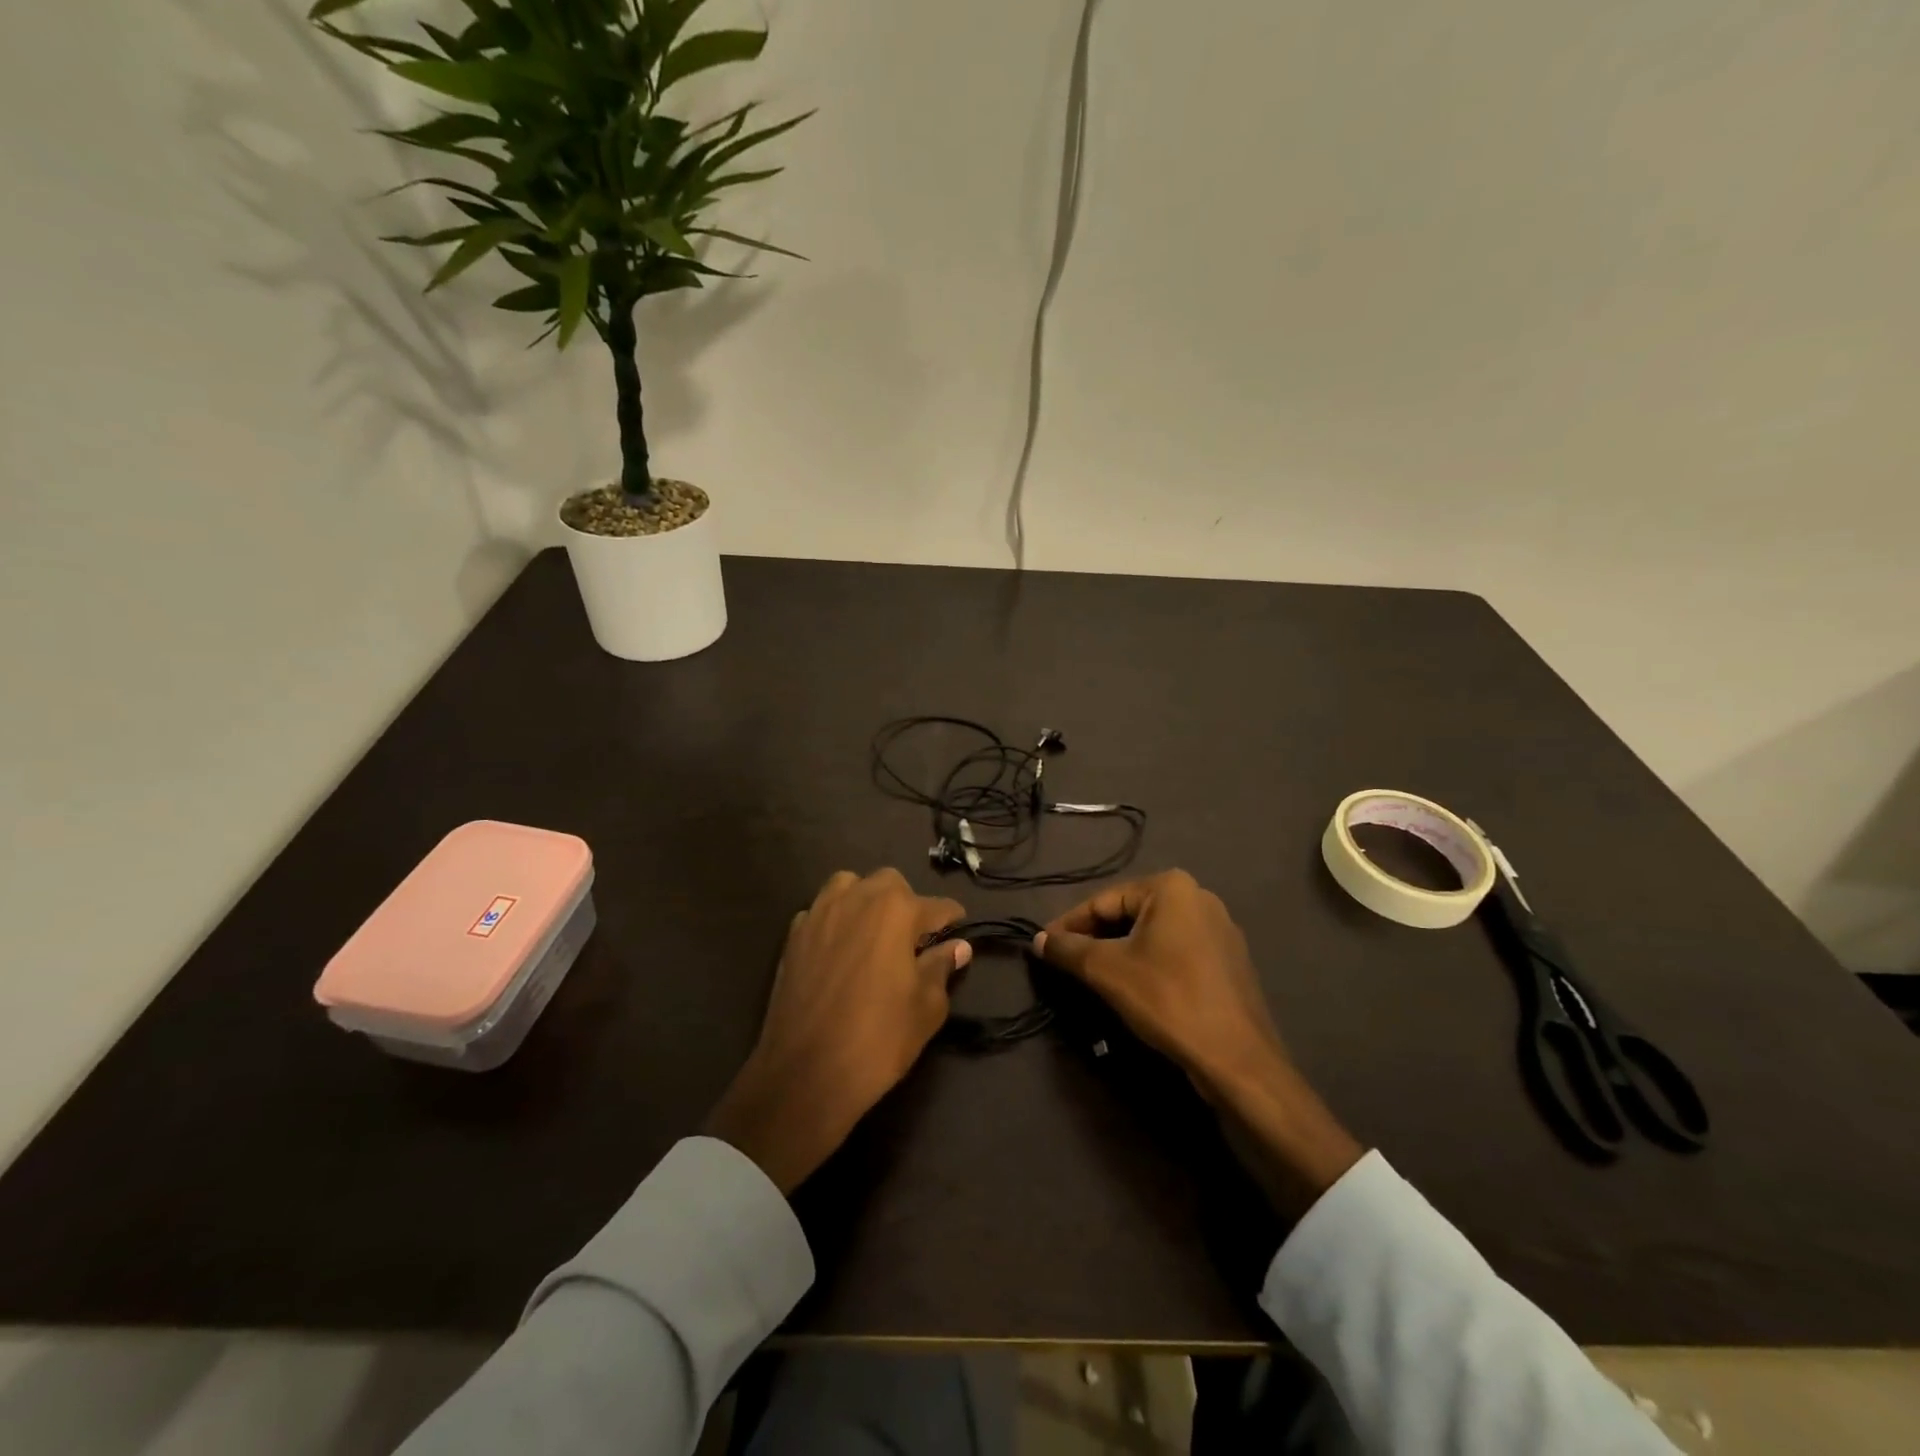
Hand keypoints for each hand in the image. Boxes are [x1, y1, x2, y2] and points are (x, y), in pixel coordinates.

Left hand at [705, 869, 969, 1193]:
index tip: (958, 933)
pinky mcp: (793, 935)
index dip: (952, 920)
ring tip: (874, 934)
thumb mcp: (926, 1007)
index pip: (937, 906)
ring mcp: (819, 913)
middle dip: (907, 904)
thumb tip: (958, 947)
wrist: (805, 1074)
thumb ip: (941, 967)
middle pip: (890, 884)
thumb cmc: (878, 1040)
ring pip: (849, 885)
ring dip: (866, 901)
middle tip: (914, 940)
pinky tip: (840, 950)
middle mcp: (857, 898)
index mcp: (896, 910)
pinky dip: (835, 921)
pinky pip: (820, 912)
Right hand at [1035, 870, 1363, 1215]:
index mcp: (1171, 886)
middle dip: (1095, 938)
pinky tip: (1135, 987)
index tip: (1042, 946)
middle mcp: (1199, 896)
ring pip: (1152, 934)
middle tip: (1066, 963)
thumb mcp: (1107, 971)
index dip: (1069, 925)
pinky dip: (1149, 963)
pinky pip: (1176, 952)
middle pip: (1129, 914)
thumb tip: (1038, 941)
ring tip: (1093, 976)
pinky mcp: (1229, 960)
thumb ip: (1068, 949)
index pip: (1103, 901)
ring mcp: (1219, 929)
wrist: (1237, 1058)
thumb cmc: (1168, 999)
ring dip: (1120, 952)